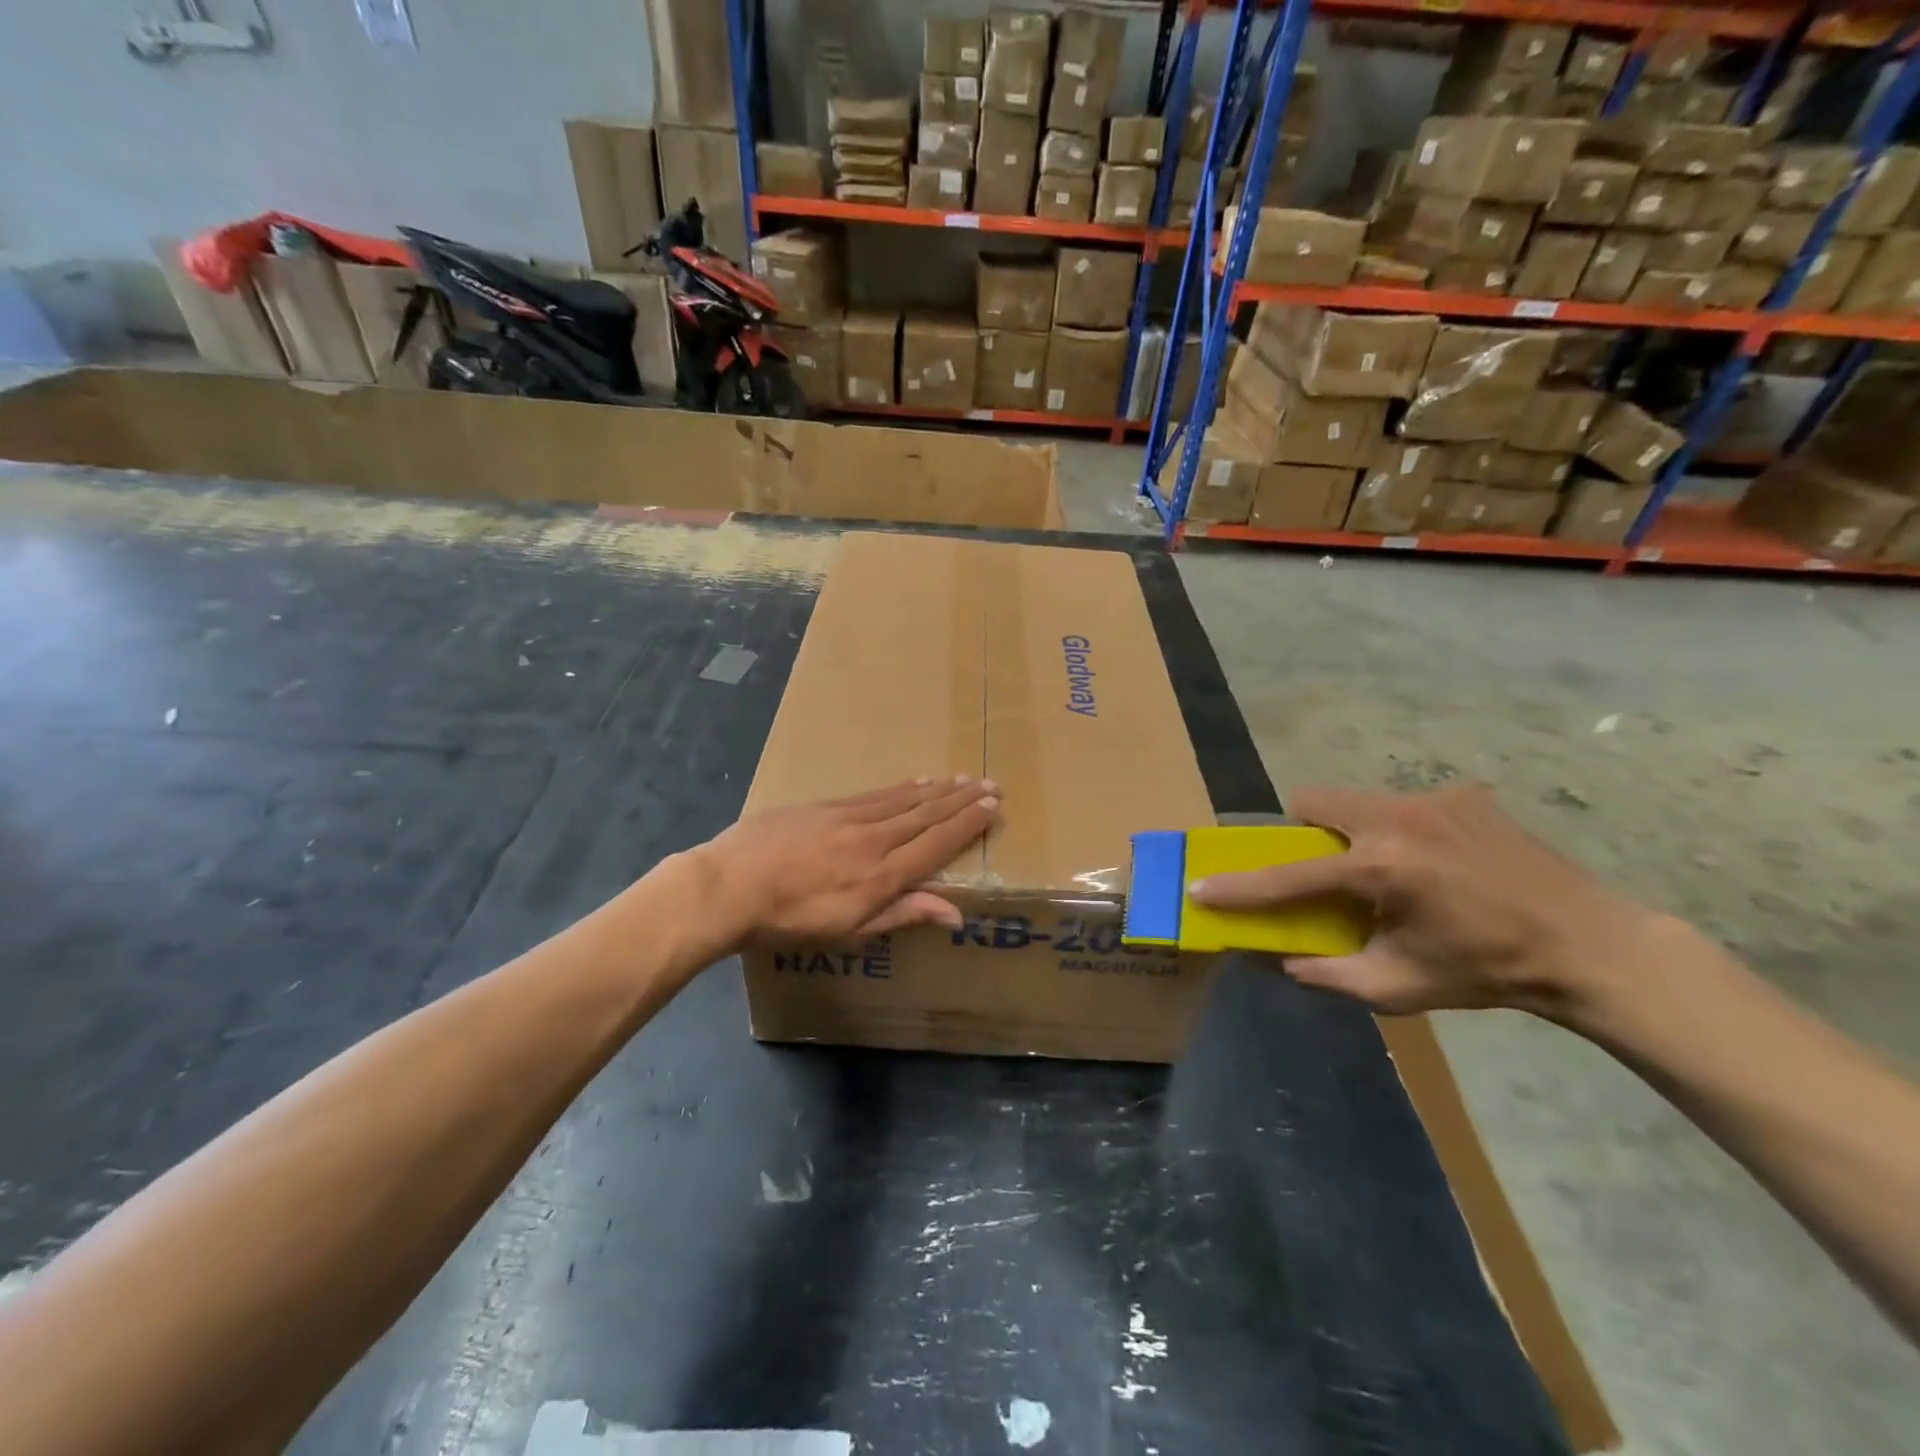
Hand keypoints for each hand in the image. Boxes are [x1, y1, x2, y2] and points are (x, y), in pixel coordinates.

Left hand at [691, 777, 999, 950]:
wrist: (730, 885)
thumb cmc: (790, 921)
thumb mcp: (850, 931)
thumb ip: (903, 915)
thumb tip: (956, 913)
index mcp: (883, 875)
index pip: (937, 844)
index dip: (968, 825)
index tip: (993, 807)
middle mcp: (874, 839)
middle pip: (926, 816)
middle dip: (961, 801)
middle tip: (990, 783)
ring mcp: (848, 818)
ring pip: (903, 800)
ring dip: (936, 790)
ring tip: (960, 779)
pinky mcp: (824, 806)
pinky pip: (873, 794)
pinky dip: (899, 787)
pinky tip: (912, 781)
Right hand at [1188, 785, 1668, 1017]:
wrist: (1590, 946)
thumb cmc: (1488, 972)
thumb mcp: (1400, 987)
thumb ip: (1330, 975)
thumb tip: (1282, 961)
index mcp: (1380, 869)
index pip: (1287, 876)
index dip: (1240, 886)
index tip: (1201, 886)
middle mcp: (1398, 819)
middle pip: (1313, 802)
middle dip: (1302, 832)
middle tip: (1323, 868)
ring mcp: (1433, 799)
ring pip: (1357, 800)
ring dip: (1351, 831)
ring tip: (1389, 872)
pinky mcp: (1464, 795)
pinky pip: (1405, 805)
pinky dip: (1400, 831)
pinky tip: (1439, 865)